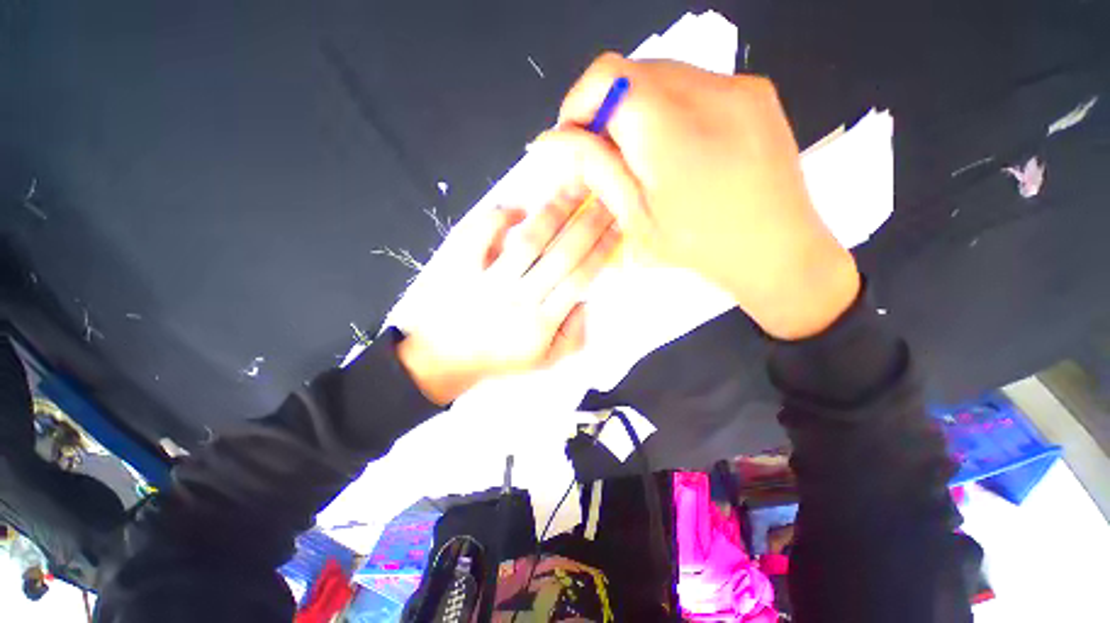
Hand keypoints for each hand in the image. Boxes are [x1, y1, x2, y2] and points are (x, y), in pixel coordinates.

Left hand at [397, 188, 618, 404]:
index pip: (580, 279)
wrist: (443, 358)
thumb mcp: (544, 361)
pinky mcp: (460, 269)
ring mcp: (487, 281)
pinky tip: (516, 208)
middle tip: (607, 196)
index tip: (618, 226)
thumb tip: (585, 302)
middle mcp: (518, 298)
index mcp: (540, 323)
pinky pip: (480, 235)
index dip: (602, 250)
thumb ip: (573, 337)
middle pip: (561, 255)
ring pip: (528, 241)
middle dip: (589, 223)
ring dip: (554, 212)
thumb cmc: (498, 358)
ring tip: (574, 186)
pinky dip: (498, 217)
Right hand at [537, 54, 859, 339]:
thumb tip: (554, 141)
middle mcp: (709, 92)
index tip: (575, 140)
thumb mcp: (638, 219)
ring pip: (662, 74)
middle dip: (606, 109)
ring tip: (642, 155)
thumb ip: (596, 171)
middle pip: (632, 72)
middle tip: (607, 155)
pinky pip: (694, 82)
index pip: (606, 76)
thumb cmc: (701, 247)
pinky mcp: (756, 91)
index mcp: (672, 132)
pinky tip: (677, 147)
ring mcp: (739, 86)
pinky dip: (669, 107)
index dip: (579, 103)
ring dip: (637, 108)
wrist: (779, 251)